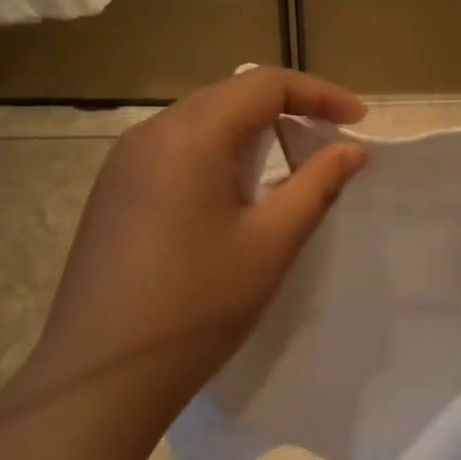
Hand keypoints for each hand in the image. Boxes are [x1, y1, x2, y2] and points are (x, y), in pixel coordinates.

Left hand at [5, 68, 366, 440]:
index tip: (358, 120)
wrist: (102, 375)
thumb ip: (316, 186)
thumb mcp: (270, 244)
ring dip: (251, 136)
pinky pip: (174, 152)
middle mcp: (150, 133)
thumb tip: (352, 150)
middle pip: (229, 97)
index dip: (318, 94)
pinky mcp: (113, 192)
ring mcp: (123, 163)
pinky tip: (233, 198)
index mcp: (189, 135)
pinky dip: (217, 158)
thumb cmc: (197, 306)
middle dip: (286, 112)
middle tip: (328, 147)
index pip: (264, 84)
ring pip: (201, 124)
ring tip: (288, 172)